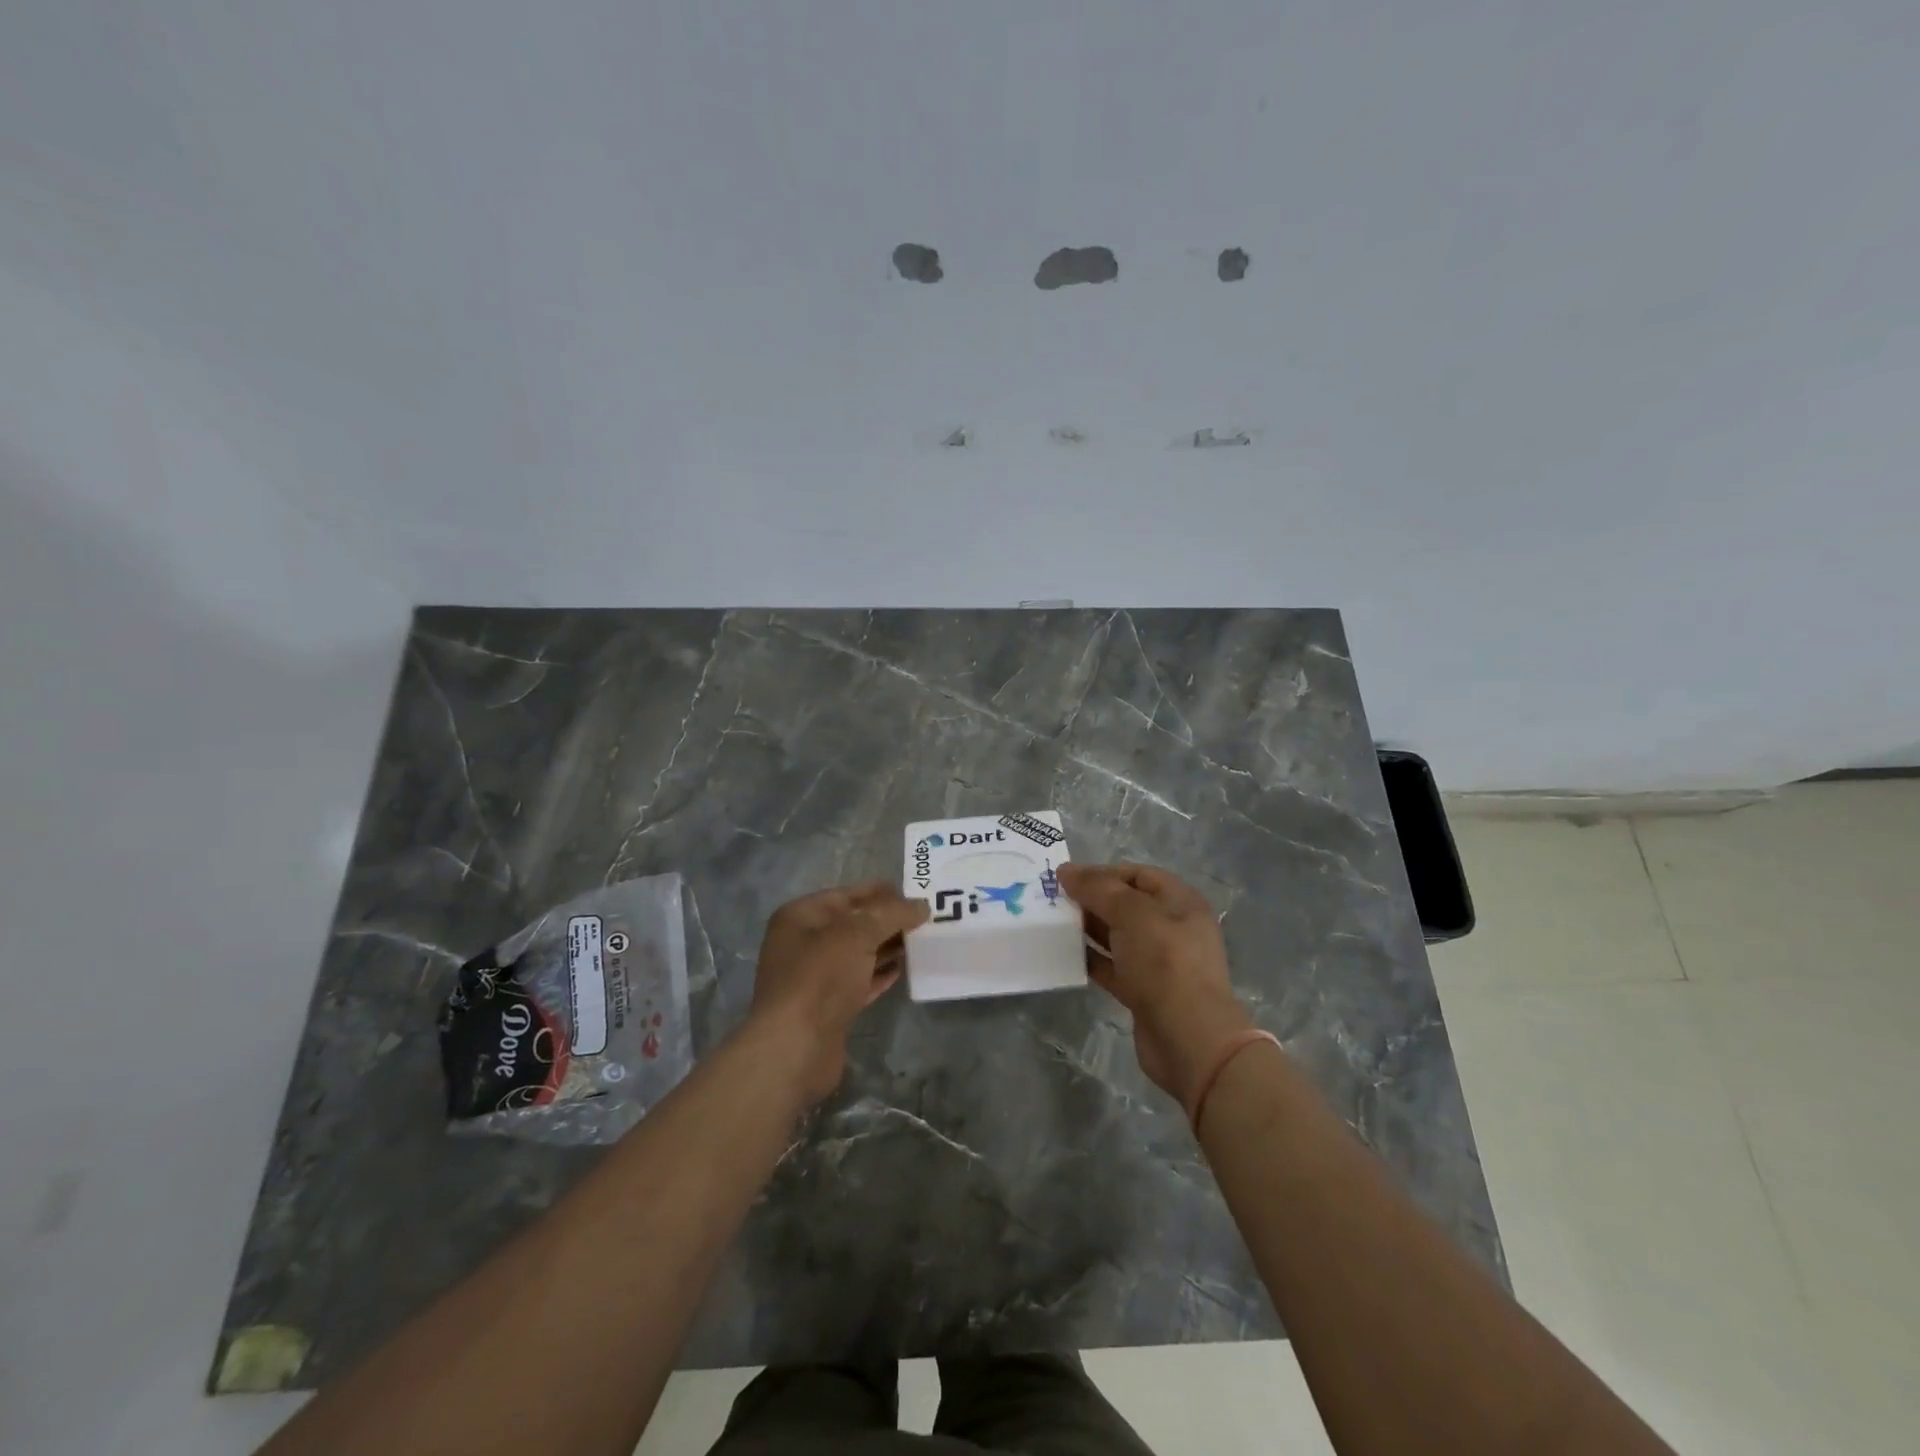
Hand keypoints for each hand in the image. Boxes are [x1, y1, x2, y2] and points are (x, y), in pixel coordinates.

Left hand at [748, 882, 928, 1104]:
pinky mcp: (830, 1006)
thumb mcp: (857, 934)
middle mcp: (805, 943)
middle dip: (888, 920)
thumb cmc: (820, 978)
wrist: (795, 1048)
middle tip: (927, 918)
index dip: (880, 892)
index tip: (915, 893)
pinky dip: (881, 973)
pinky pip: (861, 980)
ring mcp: (816, 977)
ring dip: (888, 947)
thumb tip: (921, 905)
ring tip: (924, 940)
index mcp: (801, 916)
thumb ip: (891, 914)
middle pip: (853, 924)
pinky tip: (906, 968)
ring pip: (859, 953)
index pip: (846, 895)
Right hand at [1057, 862, 1253, 1105]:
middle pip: (1126, 904)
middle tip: (1053, 900)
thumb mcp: (1133, 915)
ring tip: (1053, 923)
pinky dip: (1091, 959)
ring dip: (1087, 929)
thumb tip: (1066, 871)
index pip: (1138, 875)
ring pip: (1117, 936)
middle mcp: (1172, 928)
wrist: (1189, 1039)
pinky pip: (1112, 967)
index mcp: (1180, 902)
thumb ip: (1099, 889)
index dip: (1103, 872)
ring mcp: (1159, 962)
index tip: (1067, 878)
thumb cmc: (1165, 964)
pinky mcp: (1144, 991)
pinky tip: (1064, 955)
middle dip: (1092, 900)